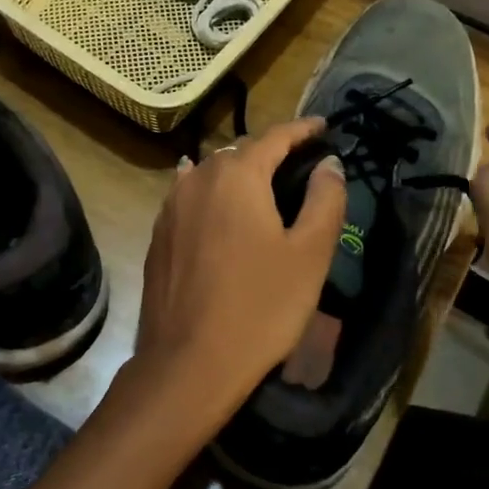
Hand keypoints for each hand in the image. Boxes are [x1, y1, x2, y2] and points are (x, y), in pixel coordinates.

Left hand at [129, 119, 346, 442]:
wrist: (189, 361)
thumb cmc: (260, 307)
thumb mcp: (309, 254)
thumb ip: (324, 200)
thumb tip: (329, 164)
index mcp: (237, 176)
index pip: (274, 137)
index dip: (302, 130)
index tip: (323, 127)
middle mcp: (197, 179)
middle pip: (239, 151)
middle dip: (270, 150)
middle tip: (298, 162)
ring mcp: (171, 208)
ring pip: (209, 173)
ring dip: (237, 171)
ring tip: (260, 183)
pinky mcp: (159, 236)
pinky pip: (189, 197)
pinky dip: (211, 192)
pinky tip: (215, 202)